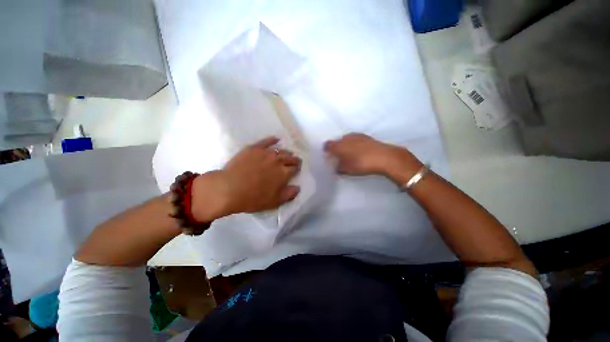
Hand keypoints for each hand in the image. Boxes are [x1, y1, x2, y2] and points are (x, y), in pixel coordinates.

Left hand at [191, 137, 300, 220]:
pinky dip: (272, 140)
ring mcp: (266, 153)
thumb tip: (298, 187)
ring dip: (286, 152)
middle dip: (294, 159)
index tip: (297, 169)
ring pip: (280, 150)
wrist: (229, 188)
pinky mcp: (254, 148)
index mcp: (284, 173)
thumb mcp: (274, 201)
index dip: (297, 169)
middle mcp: (278, 161)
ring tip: (288, 153)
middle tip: (295, 160)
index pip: (295, 168)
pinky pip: (266, 141)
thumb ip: (289, 194)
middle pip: (290, 158)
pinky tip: (276, 139)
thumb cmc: (253, 198)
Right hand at [324, 133, 421, 182]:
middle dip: (336, 149)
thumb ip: (338, 168)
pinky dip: (354, 145)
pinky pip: (355, 140)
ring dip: (345, 146)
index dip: (326, 151)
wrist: (383, 157)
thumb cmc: (361, 163)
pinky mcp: (365, 136)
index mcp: (338, 145)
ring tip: (350, 155)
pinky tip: (359, 151)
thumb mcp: (346, 169)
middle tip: (339, 157)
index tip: (328, 156)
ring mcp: (355, 135)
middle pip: (336, 142)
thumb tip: (337, 167)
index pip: (327, 145)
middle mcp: (345, 138)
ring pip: (346, 140)